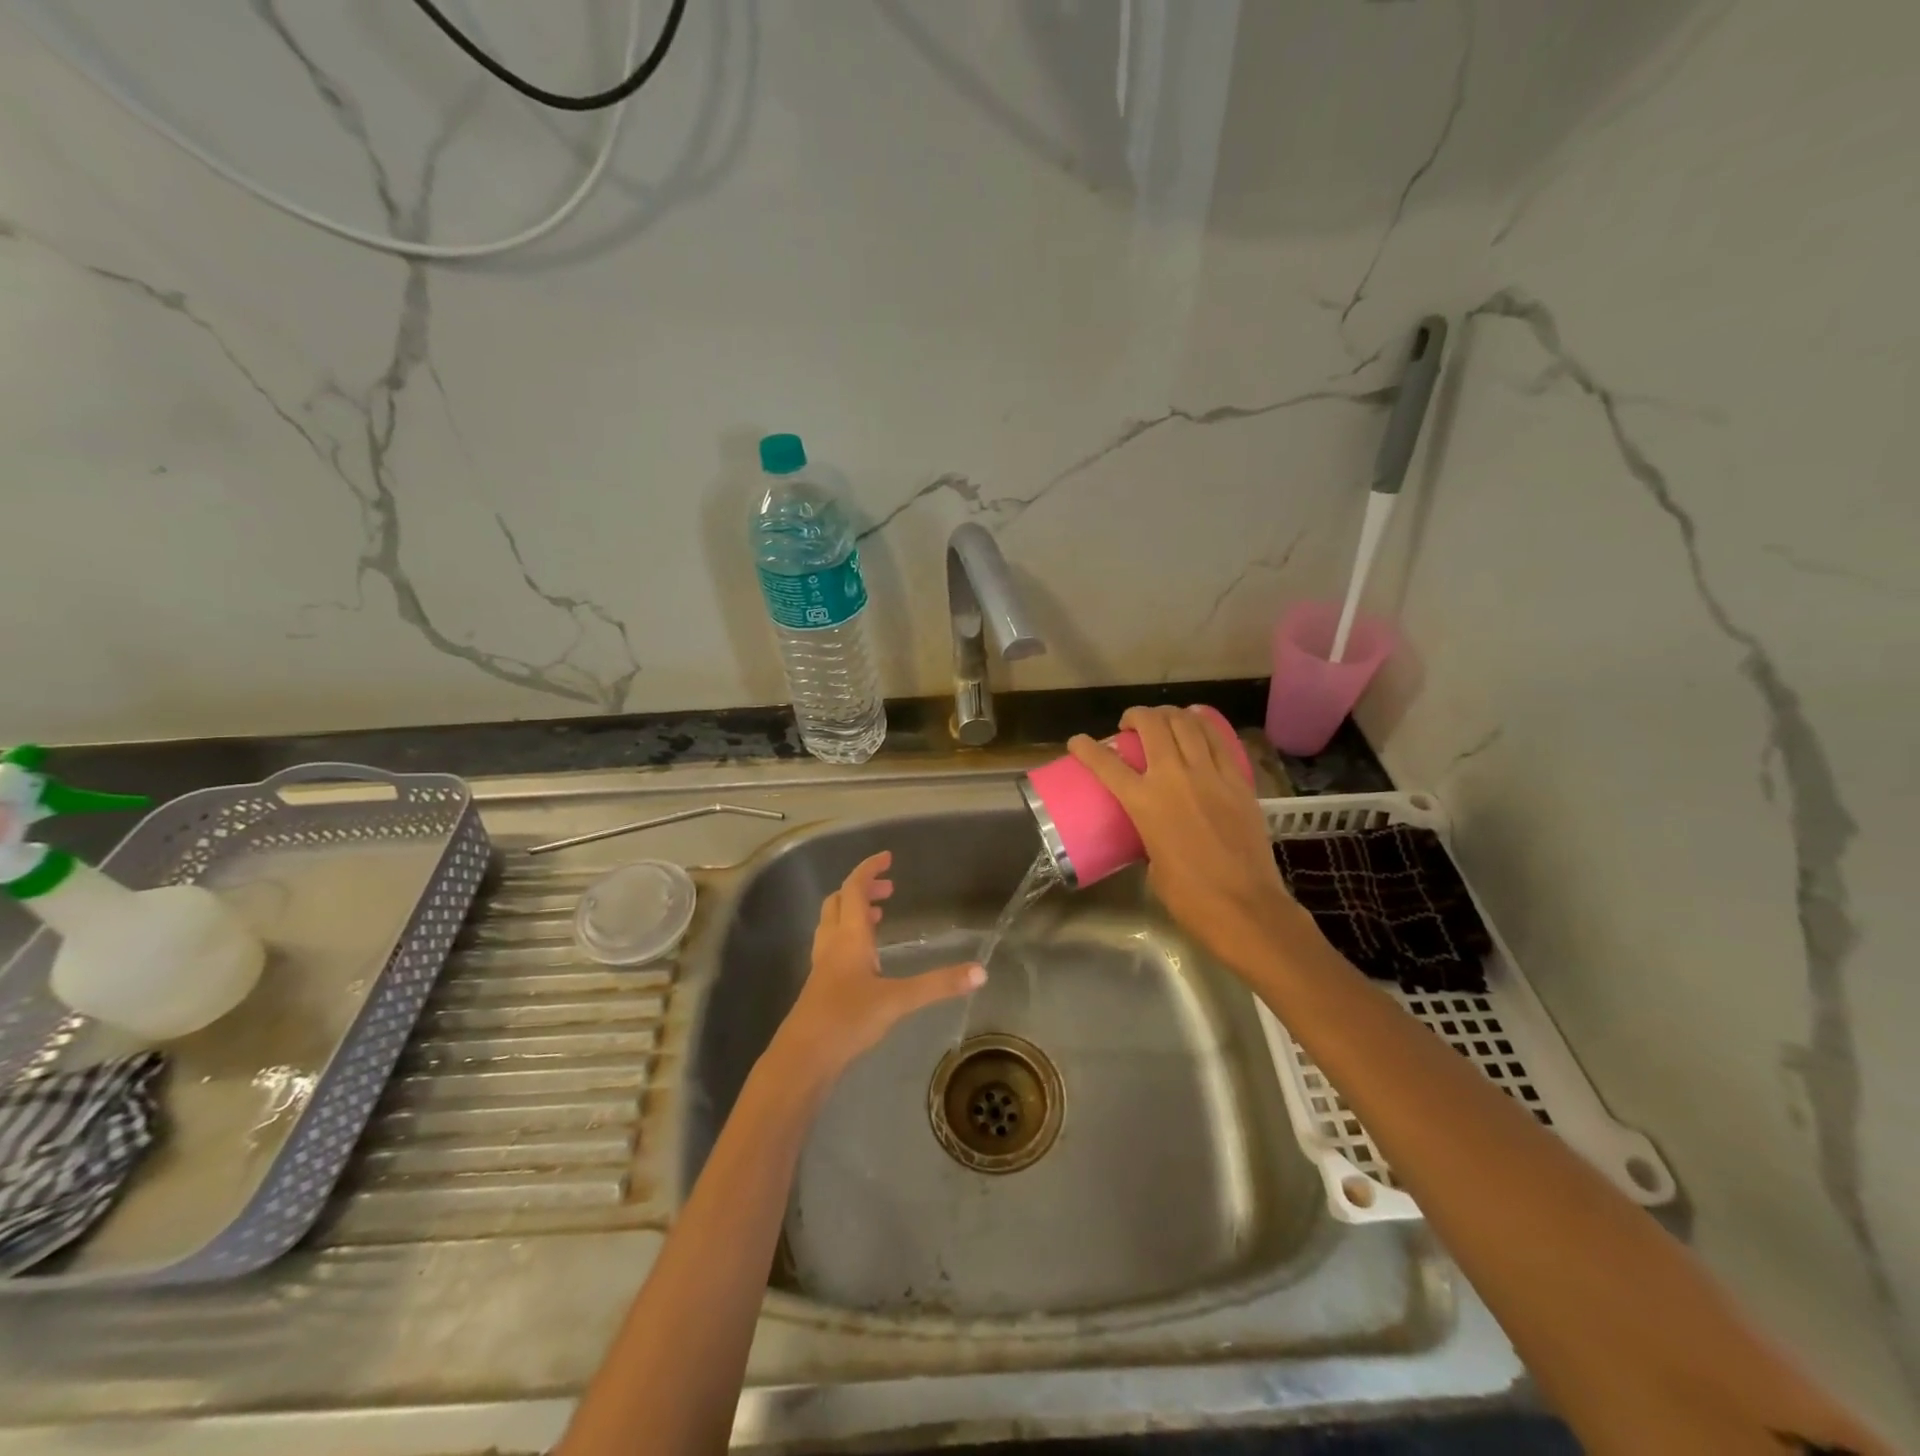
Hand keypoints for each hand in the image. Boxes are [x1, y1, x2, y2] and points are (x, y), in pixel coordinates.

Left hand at [775, 851, 983, 1076]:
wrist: (803, 1058)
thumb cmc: (847, 1019)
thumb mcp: (898, 1000)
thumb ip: (938, 985)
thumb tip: (981, 972)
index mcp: (849, 937)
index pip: (854, 889)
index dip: (869, 870)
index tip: (887, 858)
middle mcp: (832, 944)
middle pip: (839, 902)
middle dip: (862, 890)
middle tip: (889, 890)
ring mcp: (822, 966)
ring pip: (833, 924)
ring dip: (853, 912)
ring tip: (879, 917)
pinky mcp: (820, 986)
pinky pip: (833, 947)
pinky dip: (850, 938)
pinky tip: (867, 960)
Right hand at [1068, 706, 1305, 976]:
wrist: (1245, 907)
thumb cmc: (1190, 897)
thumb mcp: (1152, 862)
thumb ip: (1147, 834)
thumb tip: (1151, 827)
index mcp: (1145, 803)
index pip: (1106, 763)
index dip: (1086, 747)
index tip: (1077, 741)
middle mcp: (1175, 778)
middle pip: (1153, 726)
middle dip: (1136, 716)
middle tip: (1130, 724)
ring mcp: (1211, 775)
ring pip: (1188, 724)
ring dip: (1170, 715)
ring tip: (1163, 719)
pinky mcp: (1239, 781)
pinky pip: (1220, 741)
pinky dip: (1204, 725)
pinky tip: (1198, 723)